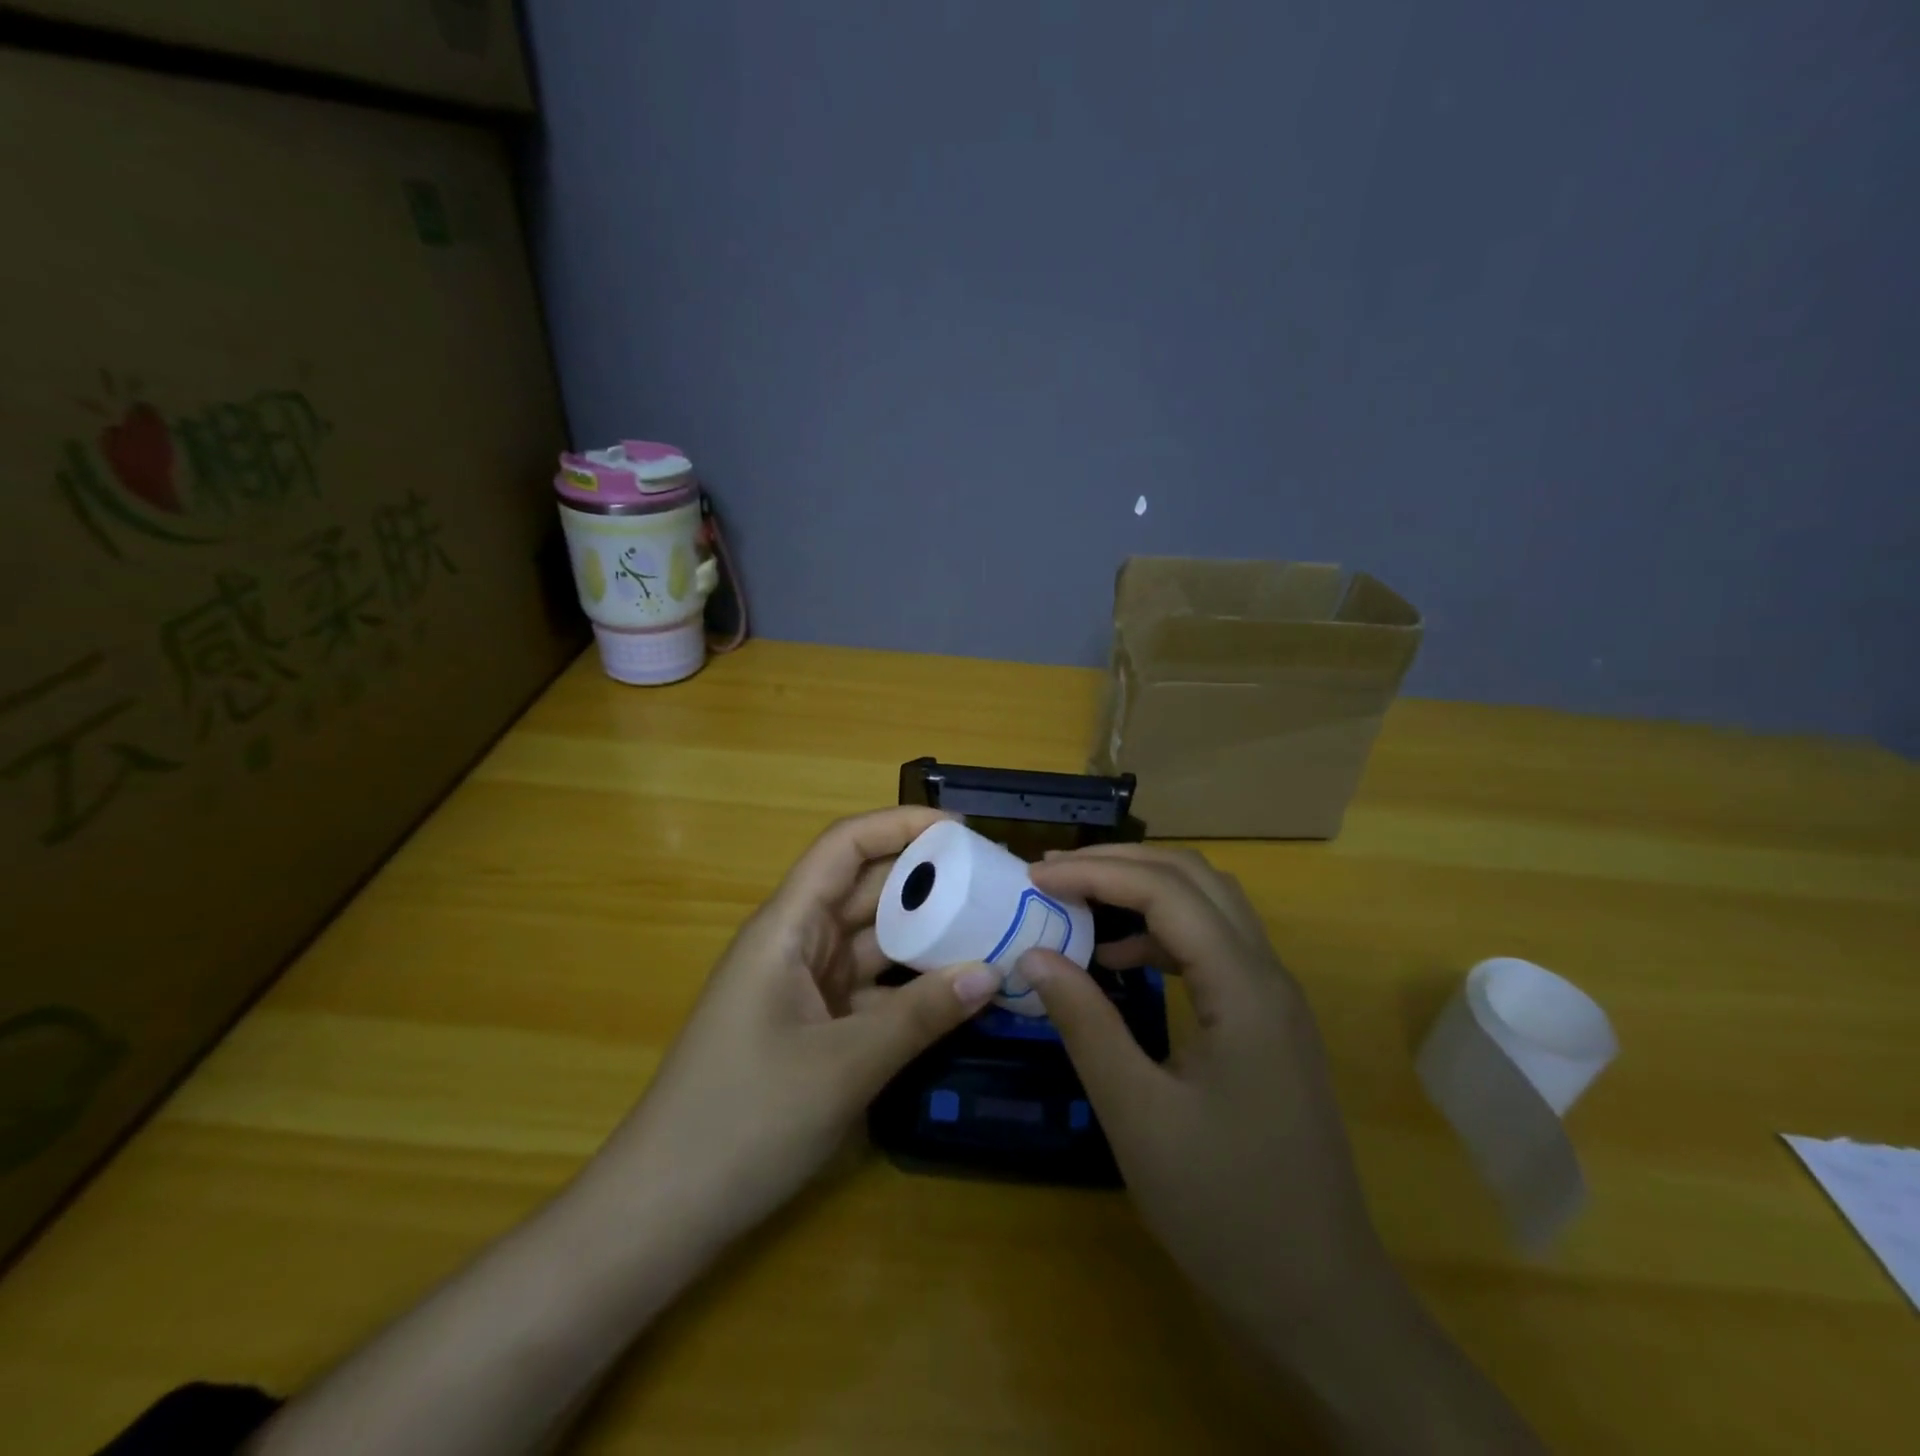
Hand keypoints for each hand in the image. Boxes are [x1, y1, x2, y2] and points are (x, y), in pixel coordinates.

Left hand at [598, 806, 999, 1248]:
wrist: (663, 1210)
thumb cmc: (743, 1120)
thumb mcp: (843, 1065)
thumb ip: (920, 1015)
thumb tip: (992, 971)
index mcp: (788, 927)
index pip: (845, 847)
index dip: (901, 826)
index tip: (964, 833)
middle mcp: (796, 944)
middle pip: (867, 890)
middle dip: (929, 881)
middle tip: (998, 885)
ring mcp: (804, 987)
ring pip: (874, 941)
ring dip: (927, 936)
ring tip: (994, 930)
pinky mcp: (813, 1026)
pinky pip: (872, 989)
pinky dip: (912, 988)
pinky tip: (960, 993)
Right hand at [1020, 845, 1389, 1345]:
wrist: (1320, 1296)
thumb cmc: (1225, 1208)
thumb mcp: (1138, 1115)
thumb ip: (1086, 1024)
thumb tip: (1034, 954)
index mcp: (1244, 988)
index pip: (1165, 892)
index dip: (1096, 873)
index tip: (1034, 878)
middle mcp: (1268, 975)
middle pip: (1194, 879)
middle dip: (1120, 863)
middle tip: (1052, 873)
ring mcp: (1273, 998)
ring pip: (1209, 905)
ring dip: (1143, 889)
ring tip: (1079, 900)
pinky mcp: (1267, 1022)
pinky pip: (1213, 945)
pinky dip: (1161, 932)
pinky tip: (1121, 961)